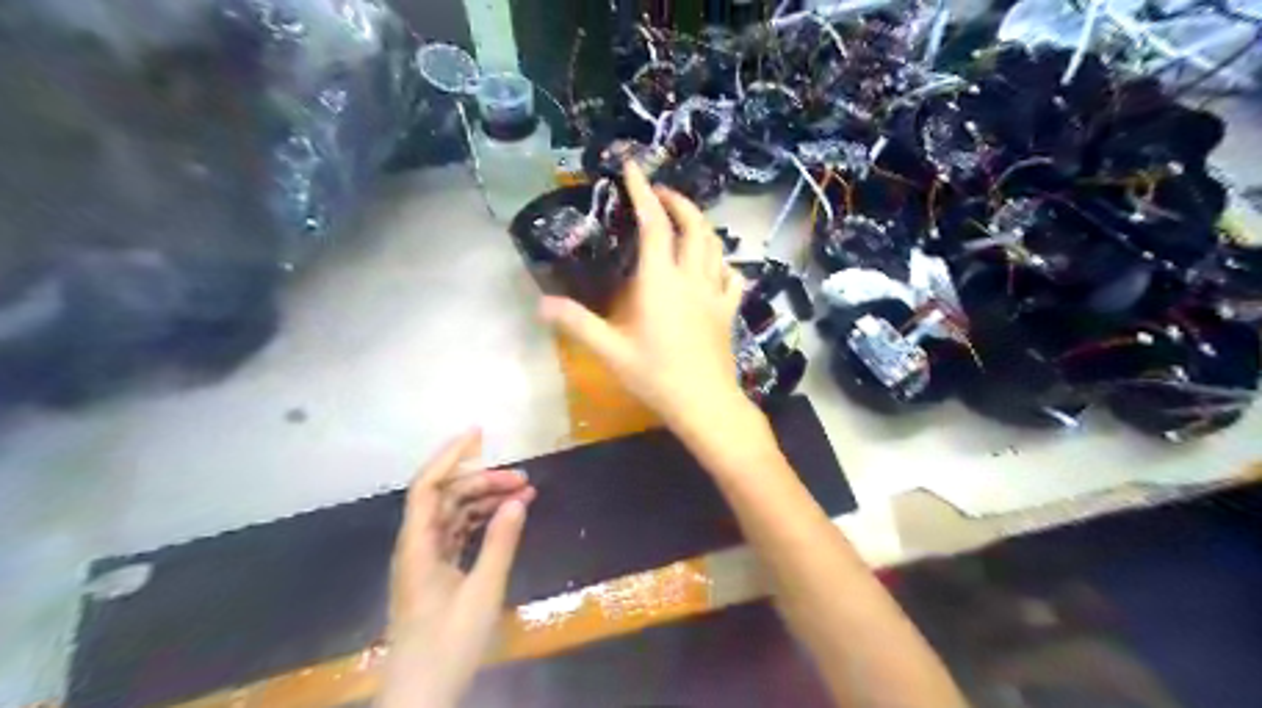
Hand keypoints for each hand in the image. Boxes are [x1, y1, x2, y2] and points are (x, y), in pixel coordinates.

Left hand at [381, 427, 534, 706]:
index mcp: (418, 546)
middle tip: (524, 479)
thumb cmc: (448, 645)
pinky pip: (459, 533)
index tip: (479, 434)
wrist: (421, 695)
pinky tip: (508, 517)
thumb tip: (518, 499)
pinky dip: (483, 521)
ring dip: (486, 500)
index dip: (450, 455)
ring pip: (455, 514)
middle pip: (447, 497)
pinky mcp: (436, 573)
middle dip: (484, 480)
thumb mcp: (483, 592)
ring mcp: (426, 559)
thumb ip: (501, 543)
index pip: (428, 486)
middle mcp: (417, 545)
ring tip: (525, 493)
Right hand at [539, 160, 747, 431]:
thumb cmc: (656, 376)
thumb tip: (541, 304)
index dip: (643, 192)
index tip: (633, 167)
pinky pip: (732, 276)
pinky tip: (716, 266)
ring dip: (701, 225)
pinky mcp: (728, 311)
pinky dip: (723, 262)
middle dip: (678, 202)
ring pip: (715, 246)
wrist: (705, 403)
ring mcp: (715, 294)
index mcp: (660, 282)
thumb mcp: (610, 351)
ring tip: (685, 221)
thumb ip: (577, 324)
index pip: (654, 224)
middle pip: (693, 226)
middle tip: (660, 193)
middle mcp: (691, 279)